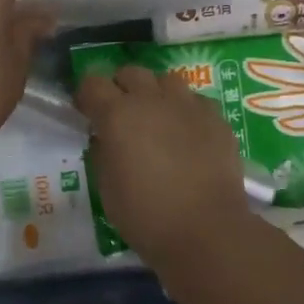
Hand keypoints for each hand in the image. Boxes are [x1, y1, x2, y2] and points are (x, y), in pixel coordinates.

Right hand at [74, 65, 253, 264]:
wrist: (206, 231)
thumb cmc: (145, 216)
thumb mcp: (107, 187)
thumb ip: (103, 153)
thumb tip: (105, 139)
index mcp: (118, 115)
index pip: (92, 83)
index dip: (86, 96)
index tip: (87, 112)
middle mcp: (152, 100)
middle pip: (130, 73)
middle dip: (121, 88)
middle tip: (121, 115)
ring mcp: (189, 106)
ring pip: (166, 80)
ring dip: (155, 94)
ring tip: (157, 119)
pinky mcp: (217, 119)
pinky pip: (195, 101)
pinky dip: (185, 111)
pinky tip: (187, 134)